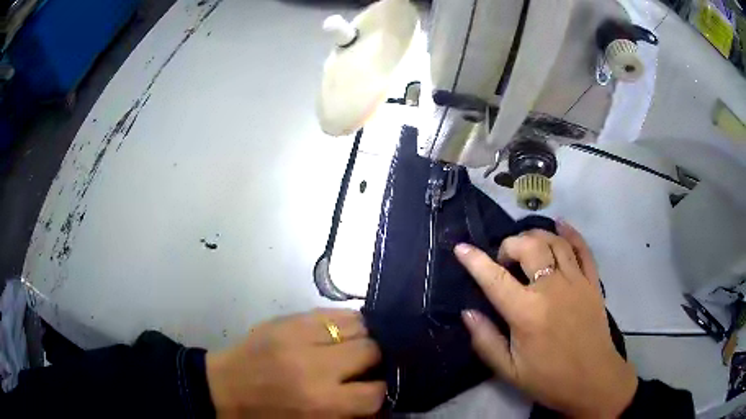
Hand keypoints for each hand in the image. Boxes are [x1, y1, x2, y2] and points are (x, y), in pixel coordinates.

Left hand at [206, 309, 384, 417]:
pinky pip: (331, 311)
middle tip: (365, 367)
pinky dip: (344, 322)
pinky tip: (339, 333)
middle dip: (376, 359)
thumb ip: (349, 415)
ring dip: (363, 336)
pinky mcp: (287, 319)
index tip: (377, 389)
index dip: (382, 391)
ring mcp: (299, 336)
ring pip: (357, 323)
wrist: (222, 389)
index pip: (376, 392)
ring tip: (354, 346)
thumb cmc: (267, 416)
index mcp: (320, 402)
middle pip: (372, 350)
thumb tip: (381, 399)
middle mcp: (315, 366)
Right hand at [455, 221, 637, 417]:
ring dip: (536, 235)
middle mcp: (551, 289)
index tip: (461, 248)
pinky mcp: (592, 282)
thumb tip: (467, 313)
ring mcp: (576, 281)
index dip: (474, 260)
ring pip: (554, 242)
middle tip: (503, 260)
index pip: (495, 278)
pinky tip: (560, 226)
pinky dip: (570, 233)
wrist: (592, 380)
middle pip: (529, 246)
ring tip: (526, 246)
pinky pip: (582, 248)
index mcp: (526, 313)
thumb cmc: (548, 378)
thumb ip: (485, 341)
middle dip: (510, 244)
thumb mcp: (508, 370)